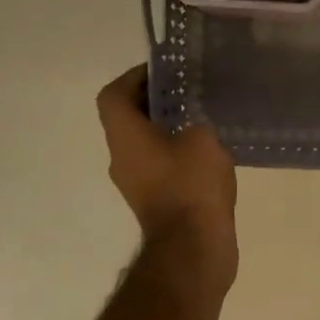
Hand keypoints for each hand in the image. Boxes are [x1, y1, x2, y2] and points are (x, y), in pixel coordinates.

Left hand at [96, 66, 237, 289]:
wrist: (192, 248)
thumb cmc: (191, 184)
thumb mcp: (202, 137)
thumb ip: (195, 118)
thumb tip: (193, 119)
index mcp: (125, 136)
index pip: (113, 95)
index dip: (133, 77)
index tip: (164, 72)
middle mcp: (121, 157)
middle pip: (127, 117)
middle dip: (155, 100)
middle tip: (189, 90)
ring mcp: (136, 183)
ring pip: (143, 142)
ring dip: (166, 127)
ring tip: (201, 118)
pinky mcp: (153, 201)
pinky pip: (158, 165)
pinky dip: (174, 152)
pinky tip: (206, 151)